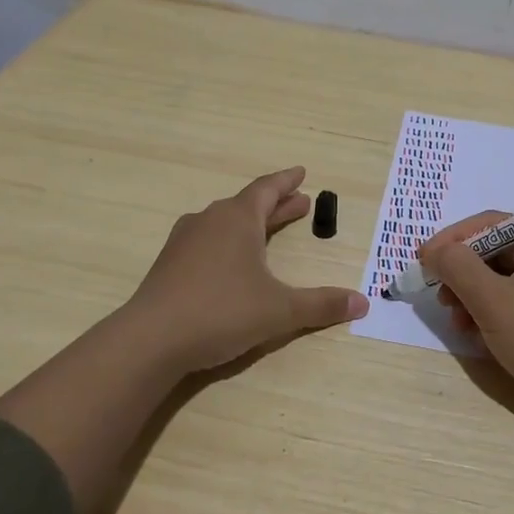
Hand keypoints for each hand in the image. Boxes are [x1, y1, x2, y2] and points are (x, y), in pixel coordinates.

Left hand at [117, 166, 367, 378]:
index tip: (302, 172)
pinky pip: (207, 242)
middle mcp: (210, 221)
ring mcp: (185, 242)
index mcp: (238, 219)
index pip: (267, 189)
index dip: (287, 181)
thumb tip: (363, 303)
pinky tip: (231, 262)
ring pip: (225, 223)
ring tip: (268, 231)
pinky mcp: (169, 265)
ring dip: (251, 224)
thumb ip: (321, 305)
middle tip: (300, 203)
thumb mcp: (280, 310)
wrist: (150, 340)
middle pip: (248, 205)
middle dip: (276, 205)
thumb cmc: (222, 311)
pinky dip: (229, 243)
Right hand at [420, 211, 513, 434]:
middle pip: (496, 254)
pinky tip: (478, 337)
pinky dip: (493, 315)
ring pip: (504, 283)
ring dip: (474, 298)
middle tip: (440, 299)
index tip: (422, 260)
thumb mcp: (492, 301)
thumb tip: (435, 249)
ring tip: (458, 324)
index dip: (452, 240)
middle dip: (463, 275)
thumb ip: (458, 267)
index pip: (491, 225)